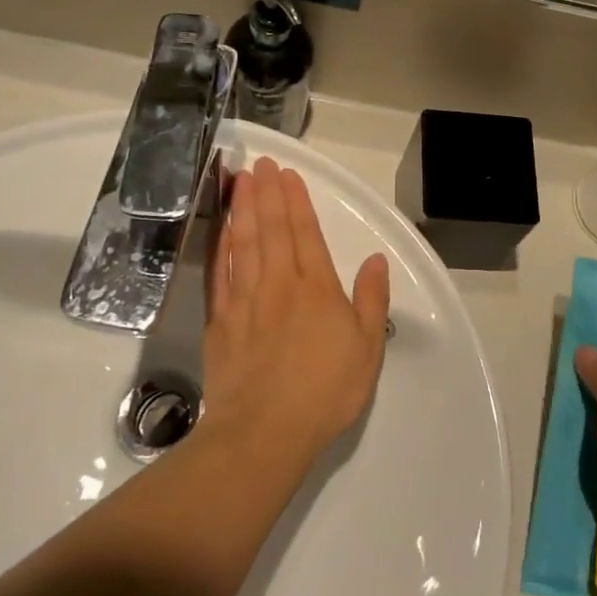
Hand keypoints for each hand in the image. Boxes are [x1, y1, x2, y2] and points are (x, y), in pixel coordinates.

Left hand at [202, 157, 391, 475]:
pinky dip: (221, 246)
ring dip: (243, 209)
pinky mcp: (221, 320)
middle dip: (267, 193)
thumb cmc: (325, 391)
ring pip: (243, 243)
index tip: (288, 175)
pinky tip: (222, 230)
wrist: (264, 431)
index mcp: (317, 288)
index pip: (305, 233)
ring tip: (240, 181)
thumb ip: (371, 300)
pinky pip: (221, 272)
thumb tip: (375, 261)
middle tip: (261, 164)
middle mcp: (279, 283)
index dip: (297, 201)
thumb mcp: (367, 349)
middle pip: (271, 229)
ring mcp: (245, 300)